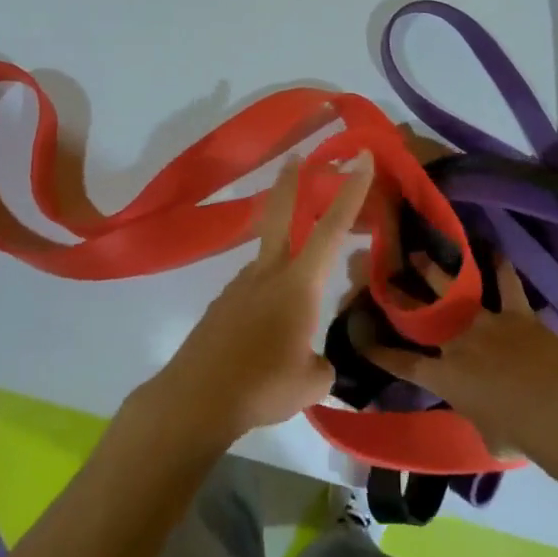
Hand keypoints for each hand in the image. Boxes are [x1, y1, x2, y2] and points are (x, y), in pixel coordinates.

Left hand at [143, 152, 374, 447]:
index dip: (352, 191)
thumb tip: (316, 361)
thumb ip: (321, 365)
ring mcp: (240, 287)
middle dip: (291, 183)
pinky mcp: (221, 305)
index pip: (332, 228)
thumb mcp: (311, 383)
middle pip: (280, 214)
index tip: (363, 157)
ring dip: (282, 252)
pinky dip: (266, 293)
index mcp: (298, 284)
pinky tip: (267, 330)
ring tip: (297, 301)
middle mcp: (268, 274)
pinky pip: (252, 288)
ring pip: (267, 257)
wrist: (195, 399)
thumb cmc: (261, 386)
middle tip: (296, 157)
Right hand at [367, 254, 557, 462]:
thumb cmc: (520, 434)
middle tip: (386, 277)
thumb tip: (481, 413)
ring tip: (419, 254)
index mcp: (446, 377)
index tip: (361, 340)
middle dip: (402, 296)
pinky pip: (507, 284)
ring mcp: (487, 323)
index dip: (381, 353)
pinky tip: (494, 250)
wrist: (557, 412)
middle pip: (423, 315)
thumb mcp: (487, 436)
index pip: (404, 364)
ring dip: (436, 271)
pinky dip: (501, 267)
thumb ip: (476, 417)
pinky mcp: (516, 313)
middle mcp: (459, 343)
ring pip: (455, 291)